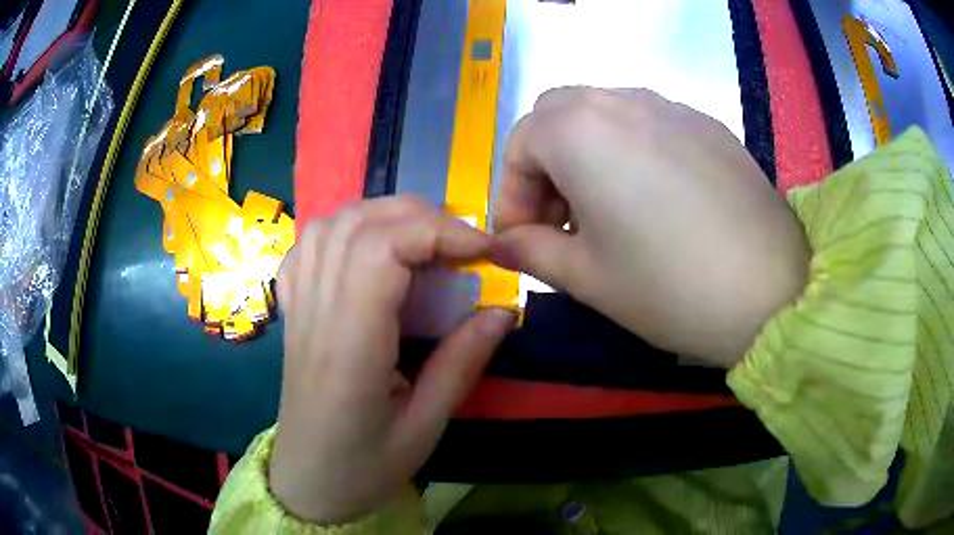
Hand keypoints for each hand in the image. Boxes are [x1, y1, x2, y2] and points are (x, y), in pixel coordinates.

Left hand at [270, 196, 515, 522]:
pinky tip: (371, 249)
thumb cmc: (364, 466)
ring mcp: (298, 307)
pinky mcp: (294, 309)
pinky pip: (309, 245)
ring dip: (384, 216)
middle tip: (463, 245)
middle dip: (420, 218)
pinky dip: (346, 229)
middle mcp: (316, 313)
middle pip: (357, 225)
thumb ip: (461, 363)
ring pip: (331, 225)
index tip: (484, 250)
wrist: (308, 482)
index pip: (381, 251)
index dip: (437, 233)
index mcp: (349, 347)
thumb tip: (503, 310)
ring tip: (423, 241)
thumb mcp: (425, 427)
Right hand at [494, 87, 808, 366]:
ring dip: (587, 154)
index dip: (511, 195)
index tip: (521, 240)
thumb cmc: (669, 287)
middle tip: (560, 220)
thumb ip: (531, 251)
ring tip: (606, 211)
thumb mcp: (586, 277)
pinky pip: (650, 124)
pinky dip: (631, 151)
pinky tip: (656, 200)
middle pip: (558, 115)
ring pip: (604, 113)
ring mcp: (672, 107)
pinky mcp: (708, 125)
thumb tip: (502, 244)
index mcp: (581, 130)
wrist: (772, 292)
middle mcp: (622, 100)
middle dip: (545, 165)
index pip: (519, 145)